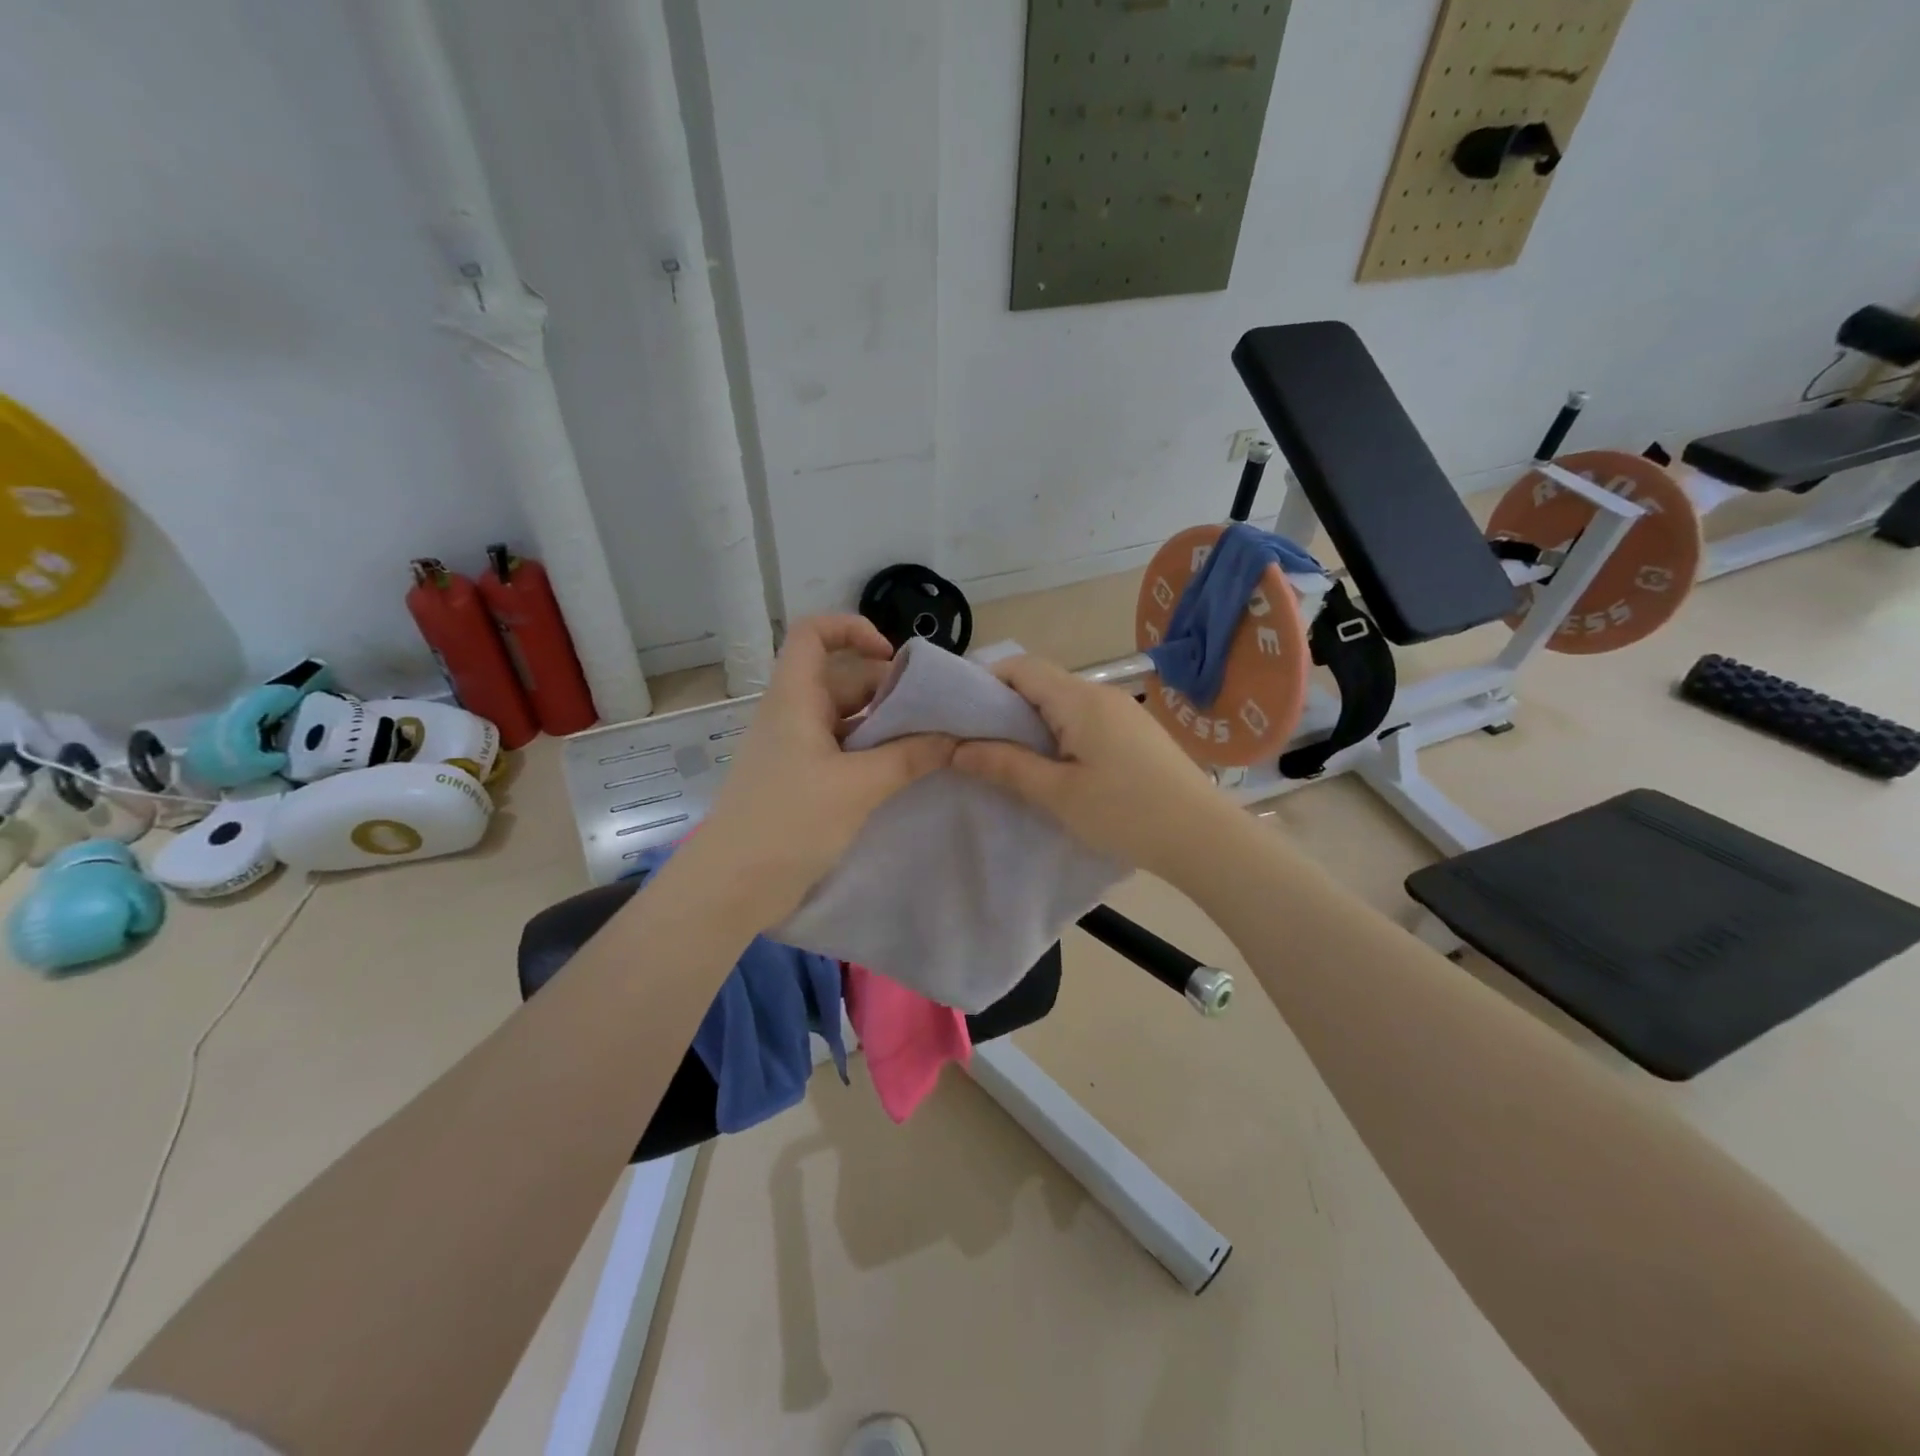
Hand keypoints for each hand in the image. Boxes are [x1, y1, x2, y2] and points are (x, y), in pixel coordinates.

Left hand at [670, 616, 953, 929]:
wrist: (732, 887)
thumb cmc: (789, 822)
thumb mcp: (857, 787)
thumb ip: (909, 758)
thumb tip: (955, 738)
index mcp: (795, 699)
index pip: (813, 634)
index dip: (851, 629)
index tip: (893, 655)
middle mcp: (794, 715)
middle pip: (843, 679)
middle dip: (889, 688)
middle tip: (936, 712)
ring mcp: (797, 750)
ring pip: (847, 720)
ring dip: (886, 727)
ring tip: (932, 743)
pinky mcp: (802, 781)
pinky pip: (844, 752)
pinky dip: (874, 755)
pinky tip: (906, 773)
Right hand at [952, 655, 1232, 885]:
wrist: (1204, 838)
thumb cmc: (1126, 814)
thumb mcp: (1058, 793)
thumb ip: (1006, 765)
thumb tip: (957, 748)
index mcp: (1080, 700)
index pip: (1021, 667)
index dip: (984, 681)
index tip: (958, 714)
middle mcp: (1101, 694)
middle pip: (1041, 681)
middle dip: (1003, 705)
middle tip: (974, 740)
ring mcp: (1123, 711)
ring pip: (1062, 701)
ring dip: (1031, 721)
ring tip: (1007, 756)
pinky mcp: (1135, 732)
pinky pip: (1084, 718)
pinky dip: (1058, 732)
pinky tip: (1051, 764)